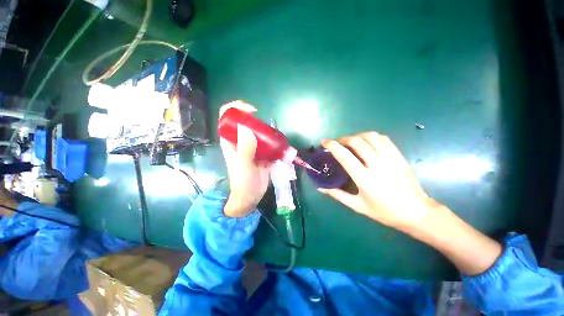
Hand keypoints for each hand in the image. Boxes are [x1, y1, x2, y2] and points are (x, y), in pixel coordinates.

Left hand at [219, 101, 270, 216]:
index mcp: (231, 140)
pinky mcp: (263, 153)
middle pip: (247, 122)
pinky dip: (275, 142)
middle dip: (258, 120)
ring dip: (269, 132)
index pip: (227, 117)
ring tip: (276, 138)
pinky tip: (281, 147)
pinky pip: (269, 142)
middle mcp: (241, 140)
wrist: (251, 196)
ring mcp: (253, 146)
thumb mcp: (243, 165)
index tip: (252, 111)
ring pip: (260, 132)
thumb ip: (245, 148)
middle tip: (268, 129)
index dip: (237, 108)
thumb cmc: (243, 181)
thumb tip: (247, 127)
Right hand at [319, 132, 437, 230]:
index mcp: (364, 178)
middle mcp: (376, 164)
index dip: (332, 146)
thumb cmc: (385, 212)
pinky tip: (367, 143)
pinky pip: (383, 139)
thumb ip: (337, 195)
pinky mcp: (398, 156)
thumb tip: (320, 188)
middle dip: (343, 139)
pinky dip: (371, 137)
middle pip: (356, 141)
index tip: (324, 142)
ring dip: (357, 136)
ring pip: (370, 136)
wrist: (417, 212)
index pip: (344, 155)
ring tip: (351, 142)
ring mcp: (390, 158)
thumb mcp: (358, 206)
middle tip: (337, 144)